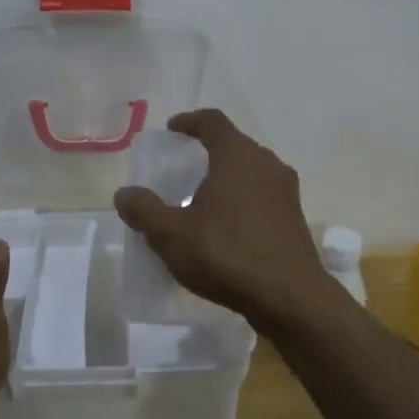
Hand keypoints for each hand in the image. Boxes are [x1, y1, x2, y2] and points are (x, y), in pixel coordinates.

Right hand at [112, 108, 326, 326]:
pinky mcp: (294, 218)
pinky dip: (242, 200)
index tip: (172, 129)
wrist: (289, 297)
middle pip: (234, 145)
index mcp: (237, 156)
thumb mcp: (172, 235)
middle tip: (183, 168)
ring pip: (251, 172)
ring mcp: (286, 192)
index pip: (212, 122)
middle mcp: (267, 165)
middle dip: (208, 151)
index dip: (190, 121)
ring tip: (203, 198)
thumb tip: (124, 193)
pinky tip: (227, 226)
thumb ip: (145, 210)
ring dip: (227, 178)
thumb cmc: (227, 255)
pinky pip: (263, 196)